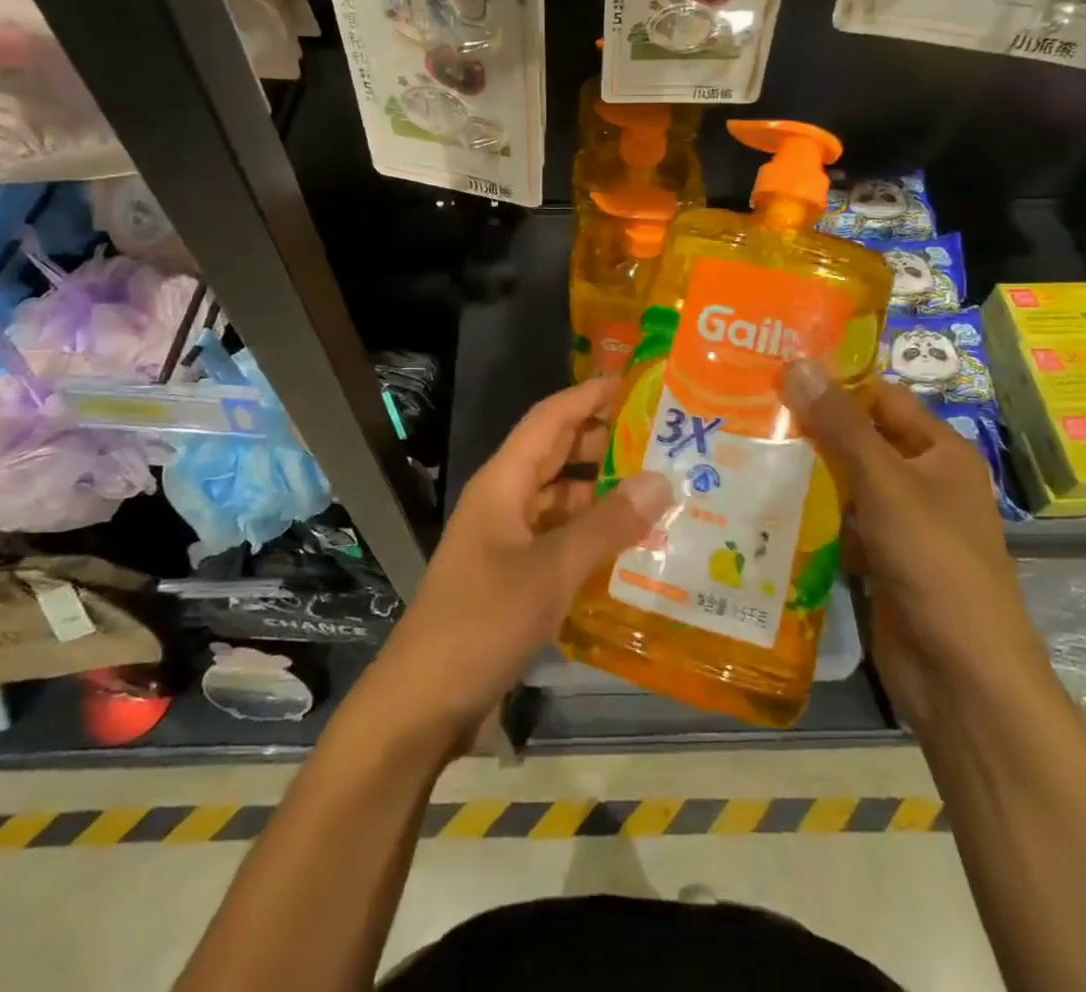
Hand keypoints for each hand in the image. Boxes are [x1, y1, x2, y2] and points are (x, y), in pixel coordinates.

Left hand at [368, 376, 671, 752]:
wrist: (423, 702)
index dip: (589, 395)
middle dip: (603, 440)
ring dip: (602, 492)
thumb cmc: (482, 621)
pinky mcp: (514, 577)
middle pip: (556, 454)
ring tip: (659, 488)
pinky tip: (632, 545)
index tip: (635, 383)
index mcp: (503, 482)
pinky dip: (592, 534)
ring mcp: (508, 540)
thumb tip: (661, 479)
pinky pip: (560, 539)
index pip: (550, 418)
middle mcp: (505, 501)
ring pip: (561, 499)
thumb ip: (607, 525)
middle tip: (662, 438)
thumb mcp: (550, 570)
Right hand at [779, 360, 1044, 720]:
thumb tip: (798, 363)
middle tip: (748, 407)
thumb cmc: (934, 561)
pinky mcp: (881, 562)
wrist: (962, 675)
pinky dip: (810, 517)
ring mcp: (902, 525)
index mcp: (940, 452)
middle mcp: (924, 481)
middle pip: (860, 440)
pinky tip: (762, 506)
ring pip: (845, 485)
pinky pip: (840, 526)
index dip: (835, 382)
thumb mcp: (885, 482)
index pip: (882, 397)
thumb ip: (841, 425)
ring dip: (805, 473)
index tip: (777, 370)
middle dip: (810, 428)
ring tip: (743, 448)